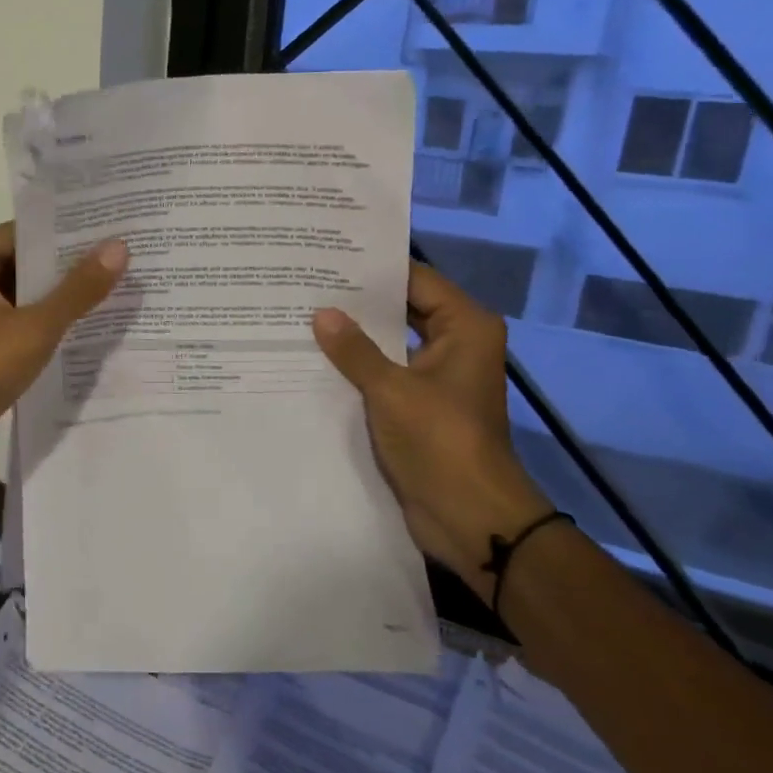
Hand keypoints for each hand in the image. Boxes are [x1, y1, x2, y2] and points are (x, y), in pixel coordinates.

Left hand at [0, 222, 127, 503]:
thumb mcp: (34, 328)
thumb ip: (78, 289)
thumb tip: (120, 247)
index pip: (22, 234)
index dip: (68, 236)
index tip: (113, 234)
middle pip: (20, 265)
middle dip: (67, 271)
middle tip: (124, 264)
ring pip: (17, 299)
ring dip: (56, 303)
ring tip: (114, 295)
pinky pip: (10, 327)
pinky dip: (39, 329)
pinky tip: (82, 334)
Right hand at [312, 262, 556, 605]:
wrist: (469, 516)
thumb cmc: (440, 441)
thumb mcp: (392, 390)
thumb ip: (355, 349)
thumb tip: (321, 313)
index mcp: (464, 327)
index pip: (415, 280)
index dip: (374, 269)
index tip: (328, 256)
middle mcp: (455, 344)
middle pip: (403, 308)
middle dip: (359, 302)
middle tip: (307, 282)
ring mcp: (438, 376)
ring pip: (391, 342)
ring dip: (356, 336)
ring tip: (303, 314)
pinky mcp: (420, 404)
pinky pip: (386, 372)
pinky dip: (358, 366)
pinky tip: (316, 358)